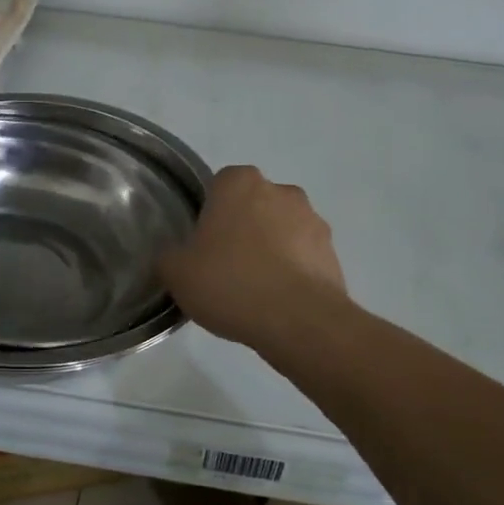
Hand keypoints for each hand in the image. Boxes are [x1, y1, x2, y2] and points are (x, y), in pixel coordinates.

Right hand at [158, 165, 349, 352]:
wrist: (299, 321)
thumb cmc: (230, 282)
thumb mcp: (177, 273)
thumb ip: (170, 257)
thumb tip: (174, 256)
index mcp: (240, 183)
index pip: (219, 185)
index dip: (209, 214)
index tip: (202, 244)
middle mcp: (281, 191)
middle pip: (254, 205)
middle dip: (242, 228)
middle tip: (225, 267)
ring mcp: (313, 220)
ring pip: (282, 230)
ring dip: (271, 249)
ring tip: (255, 290)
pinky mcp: (333, 252)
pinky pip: (304, 256)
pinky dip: (293, 271)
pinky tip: (278, 301)